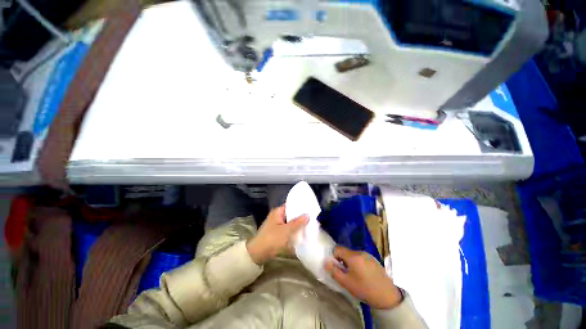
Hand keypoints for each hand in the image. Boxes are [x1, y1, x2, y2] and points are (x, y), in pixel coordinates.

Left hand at [247, 205, 308, 264]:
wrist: (258, 253)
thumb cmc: (272, 238)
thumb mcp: (286, 230)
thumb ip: (298, 222)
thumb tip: (307, 215)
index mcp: (277, 212)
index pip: (290, 205)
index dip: (299, 206)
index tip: (309, 208)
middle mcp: (277, 216)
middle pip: (291, 214)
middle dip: (300, 217)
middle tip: (311, 217)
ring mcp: (277, 225)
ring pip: (290, 222)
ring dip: (297, 225)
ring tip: (309, 224)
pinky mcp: (277, 233)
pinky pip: (288, 229)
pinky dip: (293, 230)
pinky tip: (301, 233)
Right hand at [324, 246, 402, 309]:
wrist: (387, 296)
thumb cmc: (364, 289)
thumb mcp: (346, 283)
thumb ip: (334, 271)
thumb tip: (325, 262)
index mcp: (353, 256)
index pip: (337, 249)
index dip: (334, 257)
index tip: (337, 268)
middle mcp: (360, 252)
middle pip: (346, 252)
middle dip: (343, 261)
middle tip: (346, 274)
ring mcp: (368, 255)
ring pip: (353, 255)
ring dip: (351, 262)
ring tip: (355, 276)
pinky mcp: (374, 259)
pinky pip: (361, 258)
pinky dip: (358, 263)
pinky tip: (363, 275)